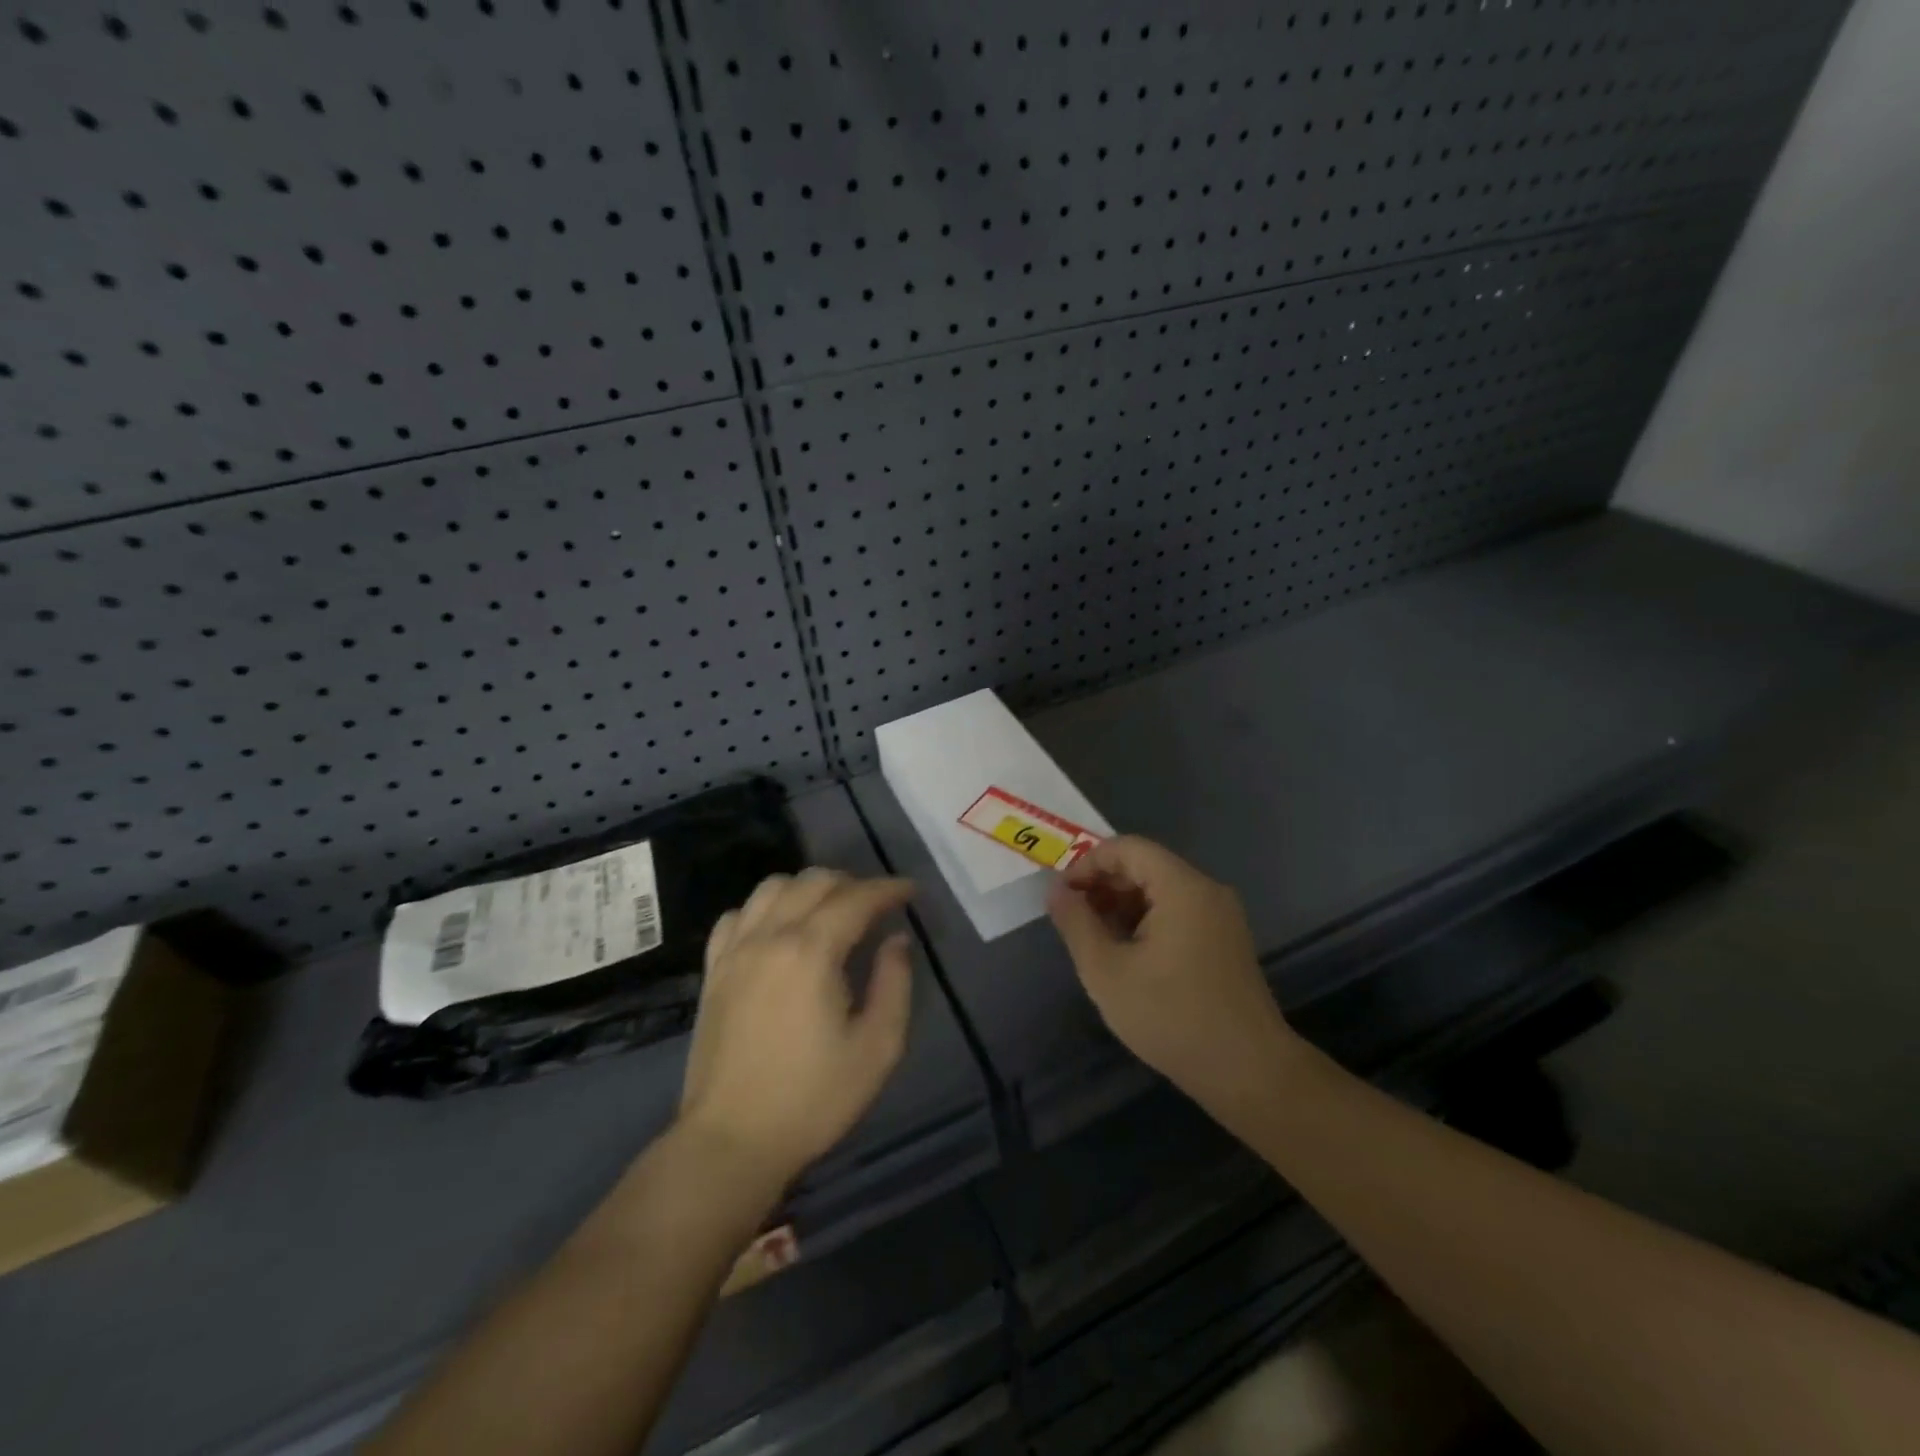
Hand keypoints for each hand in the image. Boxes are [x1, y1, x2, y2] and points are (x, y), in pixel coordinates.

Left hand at [680, 869, 915, 1190]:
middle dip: (853, 883)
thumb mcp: (877, 1048)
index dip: (889, 889)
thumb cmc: (813, 1098)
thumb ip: (894, 984)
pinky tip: (779, 929)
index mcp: (812, 951)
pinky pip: (738, 914)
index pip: (857, 898)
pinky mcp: (714, 970)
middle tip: (877, 906)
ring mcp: (735, 950)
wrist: (731, 1141)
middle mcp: (770, 936)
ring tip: (830, 910)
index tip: (911, 892)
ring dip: (808, 888)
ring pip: (772, 886)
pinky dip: (765, 907)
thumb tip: (896, 941)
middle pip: (814, 881)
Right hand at [1047, 836, 1299, 1112]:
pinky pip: (1178, 913)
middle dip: (1103, 885)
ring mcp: (1221, 917)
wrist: (1249, 1072)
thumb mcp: (1107, 972)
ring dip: (1122, 905)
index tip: (1062, 895)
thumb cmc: (1171, 1017)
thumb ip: (1077, 924)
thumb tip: (1056, 891)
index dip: (1087, 863)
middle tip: (1072, 918)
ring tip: (1094, 939)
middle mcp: (1207, 891)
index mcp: (1182, 887)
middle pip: (1145, 866)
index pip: (1127, 848)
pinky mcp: (1226, 941)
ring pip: (1161, 891)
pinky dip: (1146, 921)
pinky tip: (1127, 955)